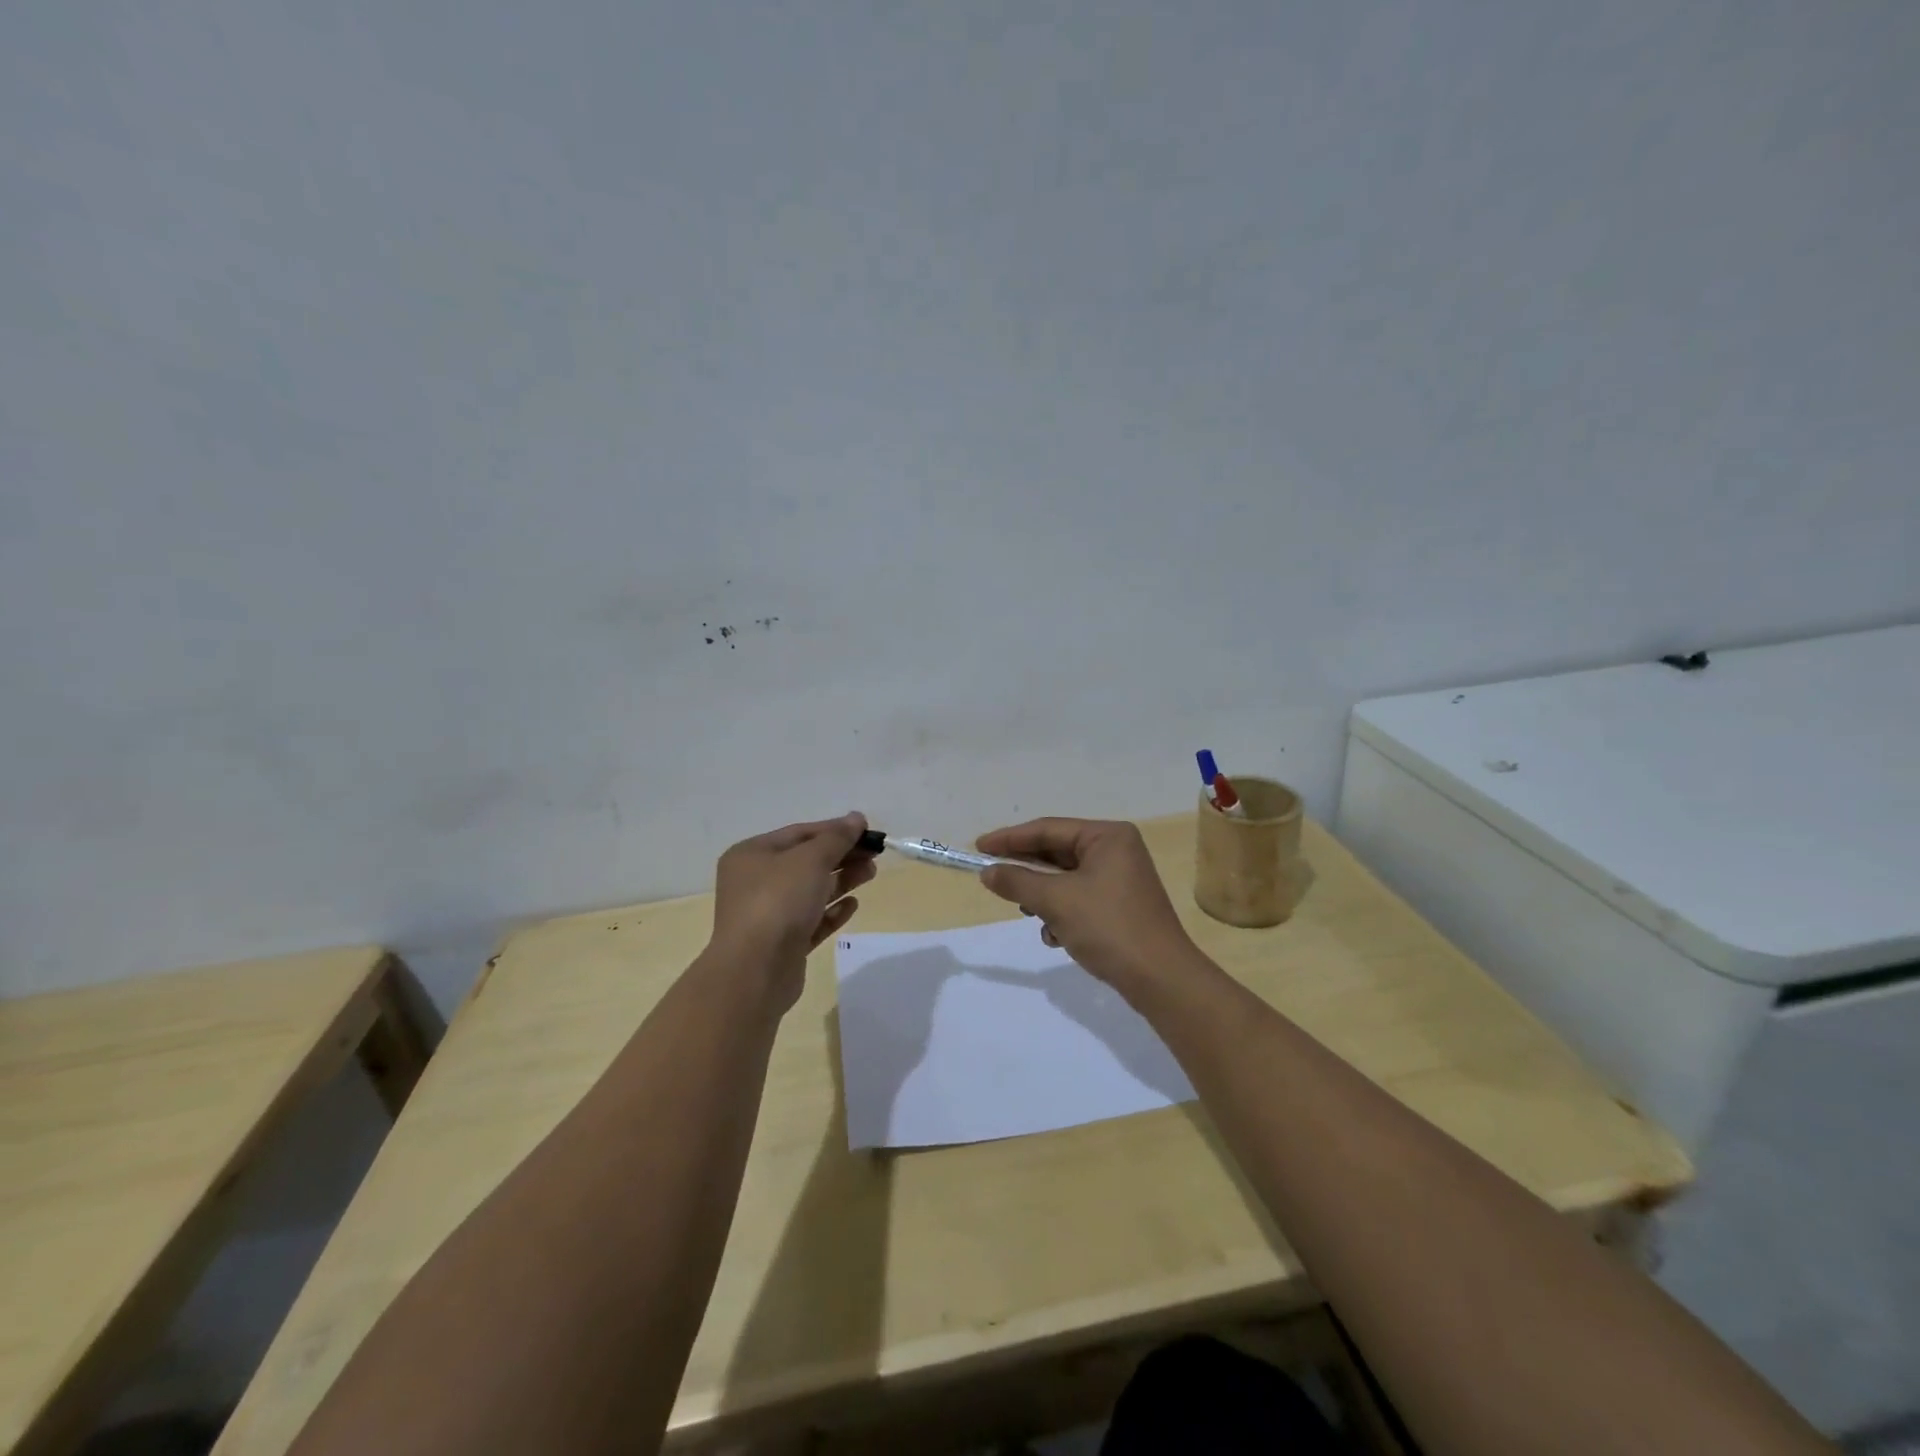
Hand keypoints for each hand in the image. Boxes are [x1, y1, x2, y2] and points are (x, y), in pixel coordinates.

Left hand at [708, 813, 875, 1007]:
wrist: (755, 971)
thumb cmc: (778, 902)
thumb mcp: (810, 860)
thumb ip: (836, 838)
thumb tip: (856, 818)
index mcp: (752, 855)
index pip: (799, 833)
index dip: (834, 829)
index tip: (867, 830)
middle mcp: (755, 882)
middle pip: (806, 862)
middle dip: (841, 856)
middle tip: (875, 854)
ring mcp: (768, 915)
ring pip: (811, 891)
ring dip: (841, 880)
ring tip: (871, 874)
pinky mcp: (782, 944)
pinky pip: (811, 921)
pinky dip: (831, 911)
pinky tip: (852, 905)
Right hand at [976, 818, 1195, 997]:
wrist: (1161, 979)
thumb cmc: (1108, 927)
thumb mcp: (1056, 901)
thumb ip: (1018, 881)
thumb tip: (987, 872)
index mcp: (1107, 836)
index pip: (1048, 829)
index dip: (1010, 838)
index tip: (979, 847)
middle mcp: (1116, 850)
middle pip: (1057, 853)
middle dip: (1027, 871)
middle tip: (994, 880)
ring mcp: (1120, 879)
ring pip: (1065, 879)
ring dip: (1043, 897)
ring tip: (1030, 913)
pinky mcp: (1120, 906)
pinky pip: (1079, 899)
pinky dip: (1062, 913)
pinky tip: (1056, 936)